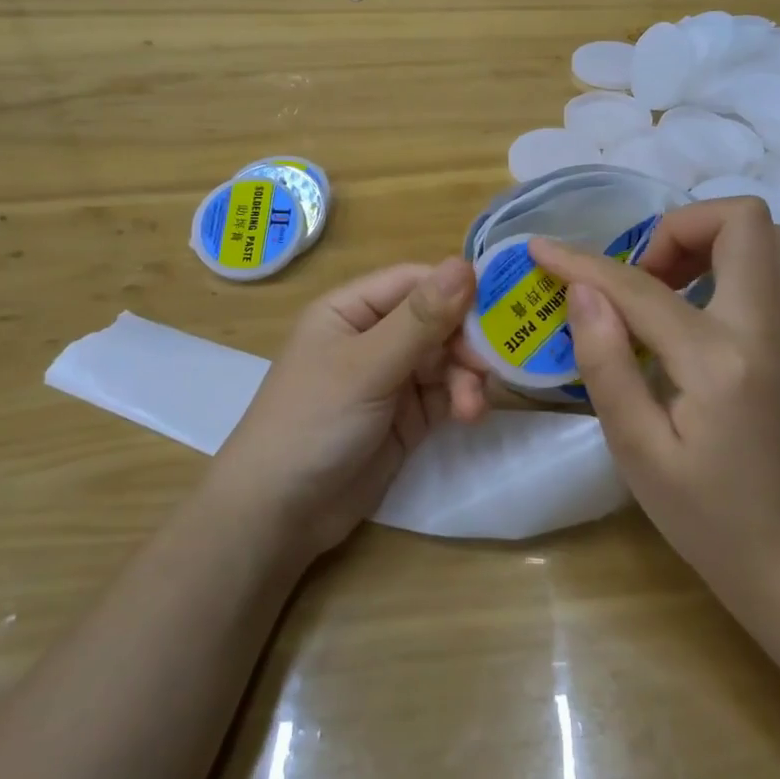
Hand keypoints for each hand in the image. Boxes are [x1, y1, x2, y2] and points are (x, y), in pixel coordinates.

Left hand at [216, 259, 491, 558]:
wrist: (280, 514)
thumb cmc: (313, 423)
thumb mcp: (366, 367)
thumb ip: (420, 320)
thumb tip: (466, 264)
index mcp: (352, 310)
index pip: (416, 282)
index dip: (457, 289)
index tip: (500, 305)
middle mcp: (373, 336)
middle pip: (438, 321)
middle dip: (465, 343)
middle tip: (487, 366)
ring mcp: (391, 378)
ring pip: (446, 359)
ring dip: (466, 377)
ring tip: (471, 407)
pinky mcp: (406, 416)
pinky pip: (445, 394)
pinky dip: (462, 400)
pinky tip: (469, 415)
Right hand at [528, 200, 779, 591]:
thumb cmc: (703, 516)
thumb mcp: (636, 450)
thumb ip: (607, 363)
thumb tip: (583, 291)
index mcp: (717, 361)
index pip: (641, 288)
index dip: (583, 262)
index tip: (543, 248)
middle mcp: (768, 329)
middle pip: (739, 221)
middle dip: (674, 230)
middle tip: (638, 276)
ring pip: (774, 234)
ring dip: (715, 237)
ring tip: (675, 279)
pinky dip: (766, 257)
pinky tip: (730, 284)